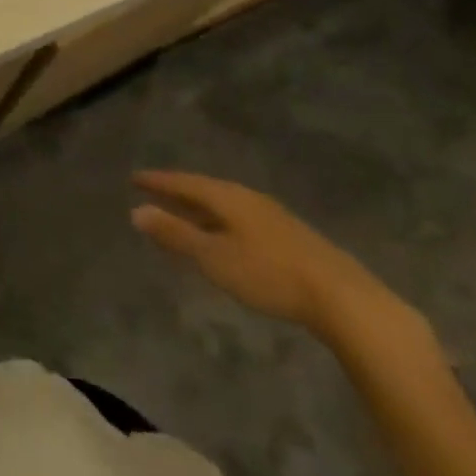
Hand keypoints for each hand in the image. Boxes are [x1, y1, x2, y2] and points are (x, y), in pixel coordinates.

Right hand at [131, 171, 388, 336]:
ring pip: (224, 204)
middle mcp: (246, 197)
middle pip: (204, 189)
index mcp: (226, 196)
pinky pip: (240, 218)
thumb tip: (137, 210)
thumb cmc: (268, 274)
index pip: (183, 182)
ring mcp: (270, 215)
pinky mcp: (288, 235)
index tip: (134, 178)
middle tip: (154, 192)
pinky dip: (221, 221)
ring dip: (200, 208)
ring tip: (184, 214)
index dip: (158, 182)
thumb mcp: (214, 257)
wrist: (341, 297)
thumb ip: (176, 235)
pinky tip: (225, 237)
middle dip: (178, 192)